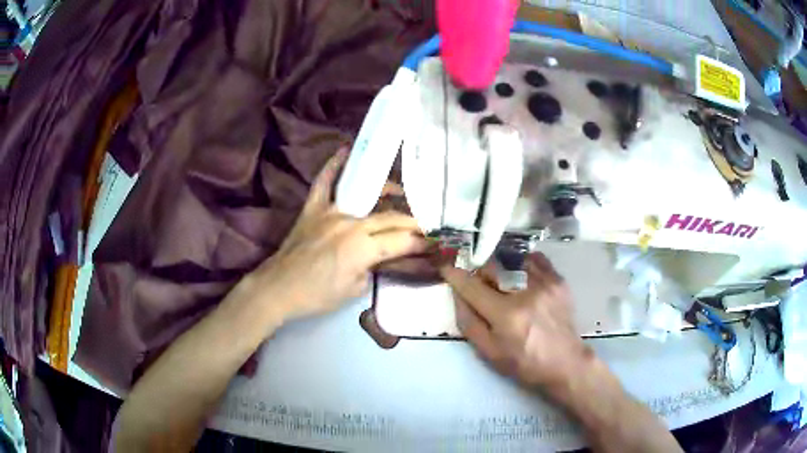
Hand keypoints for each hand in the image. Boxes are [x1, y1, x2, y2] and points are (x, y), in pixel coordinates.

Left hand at [242, 147, 428, 322]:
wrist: (279, 288)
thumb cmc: (317, 296)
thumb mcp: (354, 290)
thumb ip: (373, 268)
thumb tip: (380, 256)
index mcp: (363, 247)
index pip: (401, 240)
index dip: (421, 243)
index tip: (433, 243)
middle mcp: (351, 223)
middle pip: (390, 216)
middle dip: (412, 221)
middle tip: (424, 224)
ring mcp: (331, 212)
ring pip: (365, 194)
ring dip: (386, 190)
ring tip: (400, 191)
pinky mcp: (313, 209)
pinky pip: (324, 182)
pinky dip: (333, 165)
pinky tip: (344, 150)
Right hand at [441, 254, 593, 388]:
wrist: (565, 362)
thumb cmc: (524, 362)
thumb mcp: (489, 352)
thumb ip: (469, 323)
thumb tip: (457, 295)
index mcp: (505, 315)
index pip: (472, 286)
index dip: (455, 274)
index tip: (445, 265)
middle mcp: (525, 293)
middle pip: (492, 266)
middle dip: (479, 270)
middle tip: (477, 279)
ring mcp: (545, 283)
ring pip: (512, 259)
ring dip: (501, 266)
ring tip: (501, 278)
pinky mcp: (558, 280)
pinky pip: (535, 259)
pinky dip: (523, 262)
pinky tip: (521, 274)